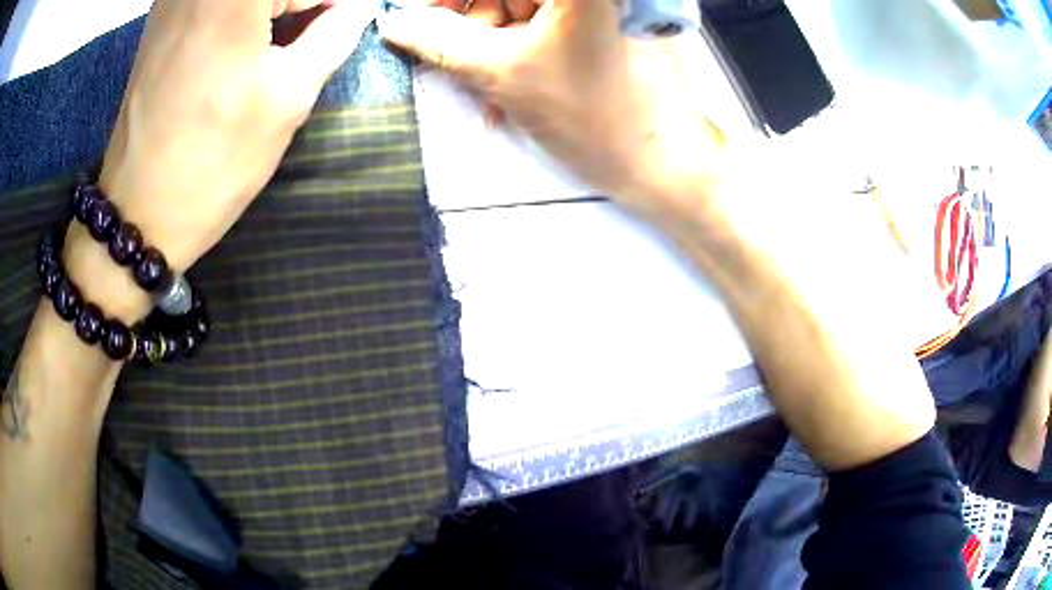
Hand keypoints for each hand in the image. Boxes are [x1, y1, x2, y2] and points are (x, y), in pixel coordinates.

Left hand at [96, 0, 373, 275]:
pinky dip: (242, 13)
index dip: (333, 5)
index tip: (343, 25)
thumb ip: (335, 34)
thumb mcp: (289, 97)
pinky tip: (246, 42)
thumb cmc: (214, 160)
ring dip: (273, 12)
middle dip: (302, 7)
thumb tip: (356, 9)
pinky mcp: (161, 17)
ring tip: (278, 45)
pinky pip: (215, 1)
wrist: (137, 212)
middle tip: (317, 35)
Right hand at [378, 0, 725, 209]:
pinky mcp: (604, 24)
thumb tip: (393, 21)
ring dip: (495, 48)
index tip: (429, 21)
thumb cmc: (594, 115)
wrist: (666, 164)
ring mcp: (599, 8)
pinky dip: (522, 53)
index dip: (452, 1)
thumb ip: (440, 40)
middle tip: (465, 65)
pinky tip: (514, 89)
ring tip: (494, 93)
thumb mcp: (503, 72)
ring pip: (521, 10)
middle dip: (475, 24)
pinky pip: (545, 26)